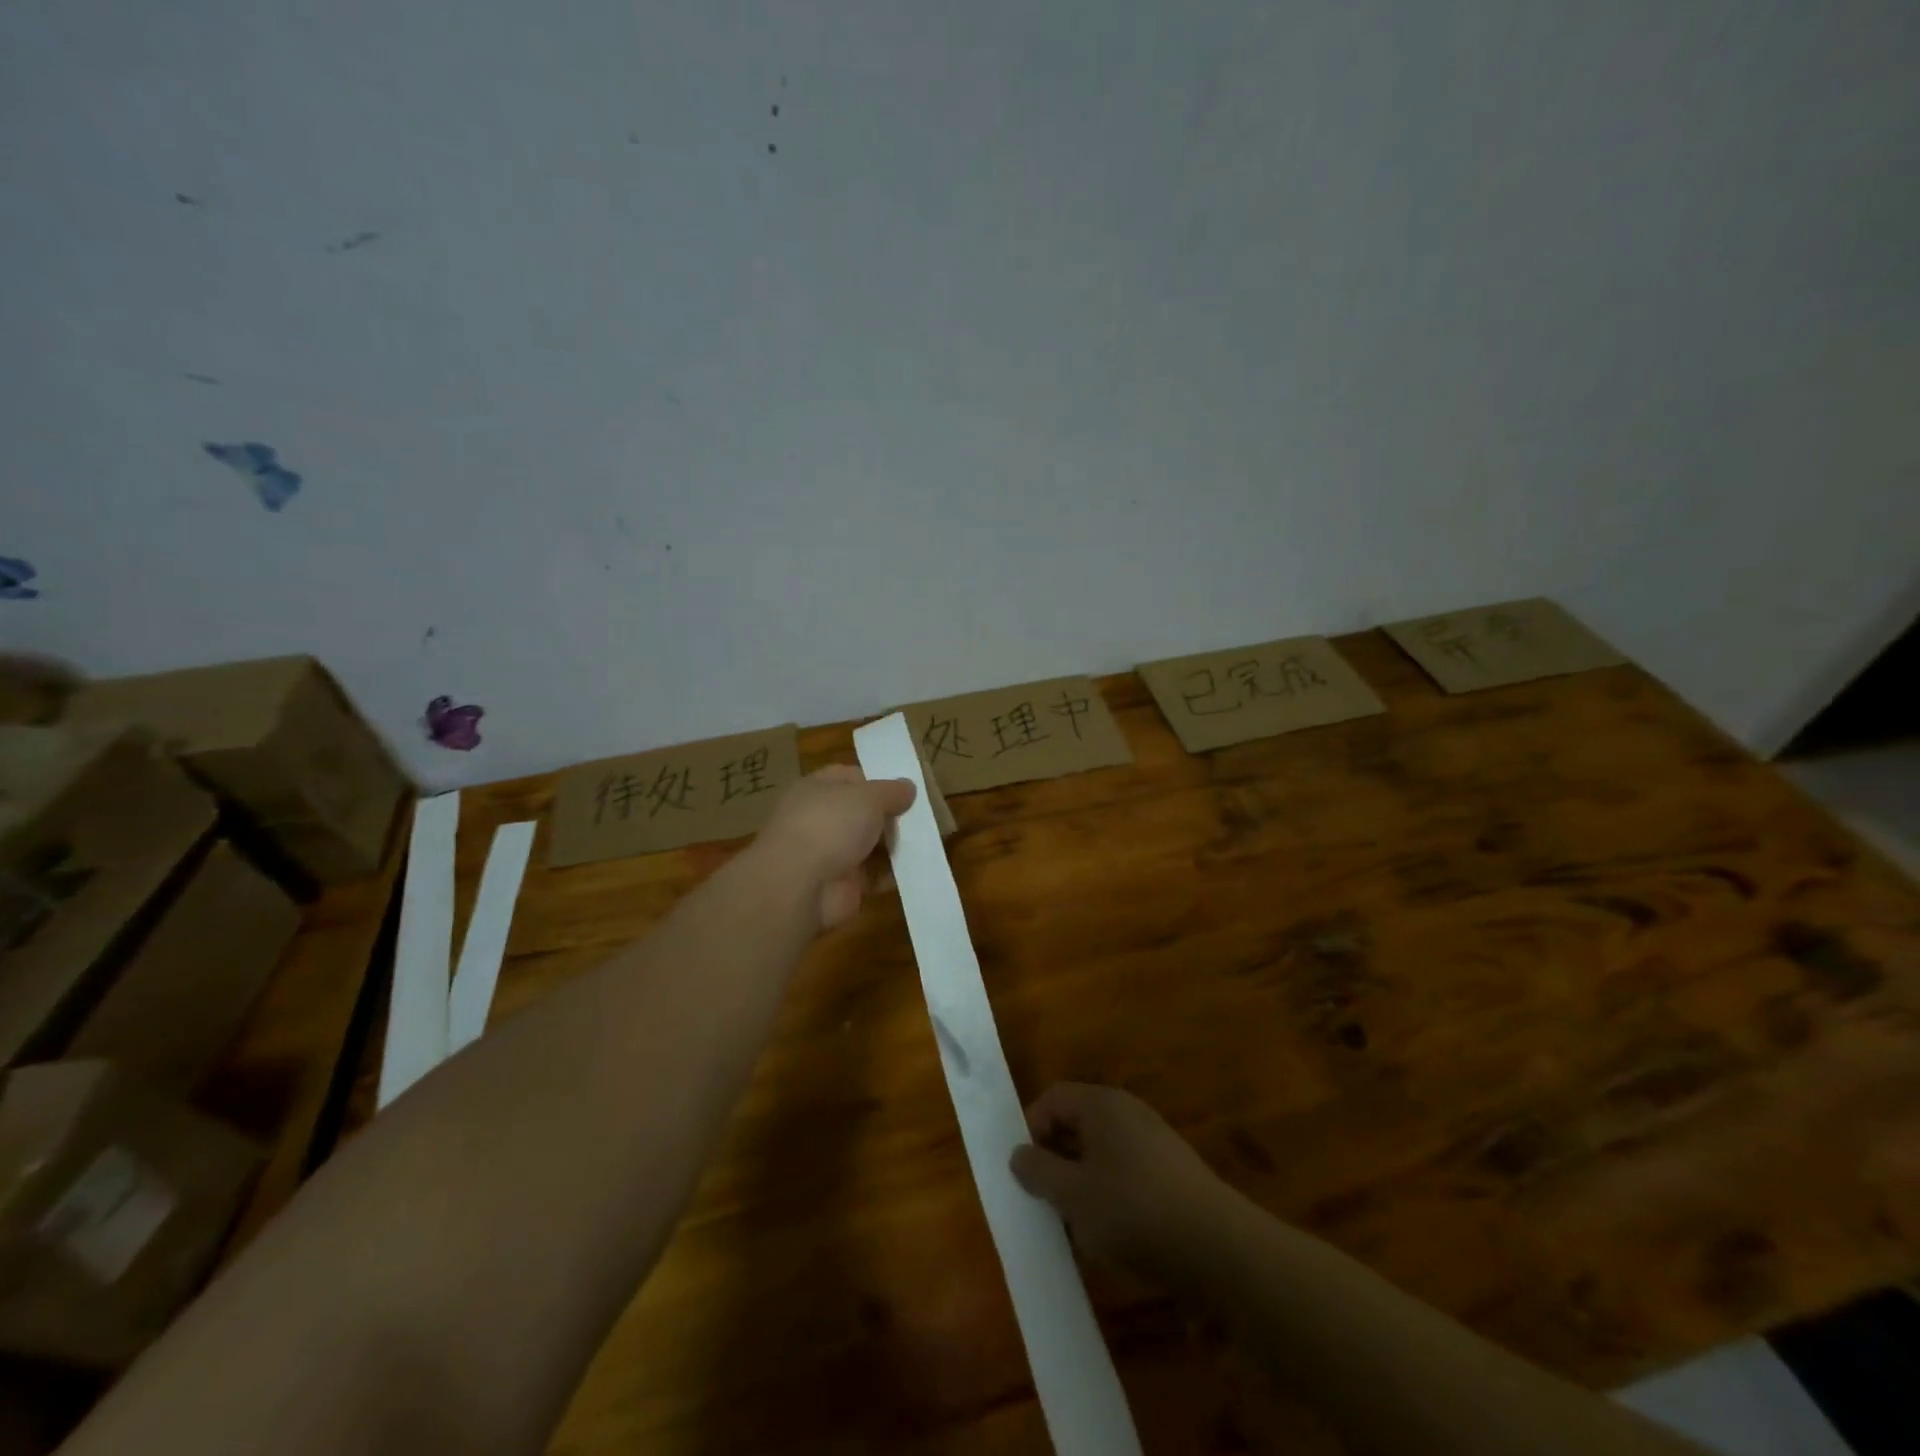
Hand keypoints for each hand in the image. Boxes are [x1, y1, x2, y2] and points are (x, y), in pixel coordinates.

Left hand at [753, 765, 914, 929]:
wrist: (799, 885)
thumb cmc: (830, 825)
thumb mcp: (868, 797)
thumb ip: (891, 791)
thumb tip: (908, 787)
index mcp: (817, 789)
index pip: (850, 777)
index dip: (878, 780)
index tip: (906, 789)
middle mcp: (820, 819)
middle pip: (863, 813)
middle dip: (891, 816)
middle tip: (923, 818)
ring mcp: (830, 854)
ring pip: (870, 845)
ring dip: (894, 846)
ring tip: (926, 842)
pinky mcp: (842, 885)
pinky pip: (873, 876)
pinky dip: (892, 875)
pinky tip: (915, 870)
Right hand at [1010, 1083, 1234, 1285]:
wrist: (1219, 1248)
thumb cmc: (1134, 1210)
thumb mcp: (1073, 1195)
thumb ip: (1039, 1172)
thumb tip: (1018, 1154)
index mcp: (1102, 1104)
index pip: (1053, 1098)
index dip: (1031, 1128)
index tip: (1024, 1171)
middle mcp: (1128, 1112)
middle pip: (1077, 1124)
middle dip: (1055, 1160)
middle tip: (1045, 1200)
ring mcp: (1154, 1141)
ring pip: (1101, 1153)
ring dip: (1081, 1183)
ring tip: (1075, 1227)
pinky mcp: (1172, 1172)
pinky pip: (1126, 1173)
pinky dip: (1110, 1197)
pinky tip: (1112, 1236)